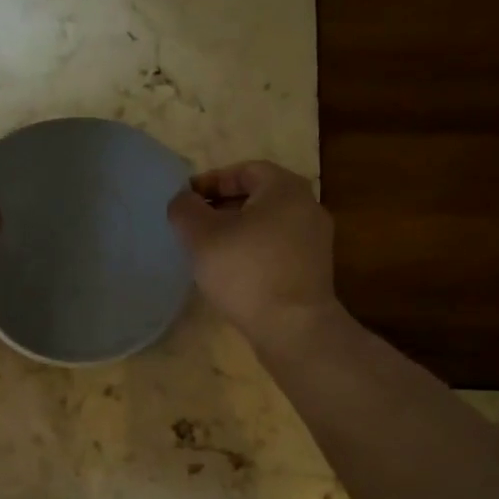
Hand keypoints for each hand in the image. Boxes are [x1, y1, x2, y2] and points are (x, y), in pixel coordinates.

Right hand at [167, 161, 338, 342]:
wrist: (293, 328)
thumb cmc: (246, 271)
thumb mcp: (201, 235)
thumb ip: (185, 209)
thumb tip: (183, 200)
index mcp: (285, 188)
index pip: (245, 170)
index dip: (211, 180)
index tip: (186, 200)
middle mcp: (307, 207)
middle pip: (258, 197)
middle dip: (222, 207)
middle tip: (193, 225)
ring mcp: (315, 241)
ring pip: (267, 225)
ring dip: (236, 231)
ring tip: (207, 250)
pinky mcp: (312, 270)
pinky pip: (276, 249)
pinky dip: (252, 252)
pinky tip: (231, 273)